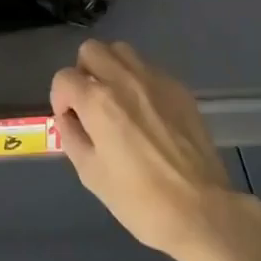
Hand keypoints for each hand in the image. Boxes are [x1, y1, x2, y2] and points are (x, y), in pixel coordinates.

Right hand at [50, 40, 243, 260]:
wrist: (200, 209)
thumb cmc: (139, 199)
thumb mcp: (91, 174)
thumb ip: (72, 136)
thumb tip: (69, 118)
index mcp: (98, 101)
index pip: (64, 77)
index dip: (61, 99)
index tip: (72, 121)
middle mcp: (125, 79)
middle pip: (91, 50)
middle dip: (84, 73)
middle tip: (91, 104)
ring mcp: (156, 80)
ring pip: (122, 51)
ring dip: (111, 69)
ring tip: (117, 101)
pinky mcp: (179, 88)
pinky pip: (149, 69)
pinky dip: (138, 81)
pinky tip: (147, 113)